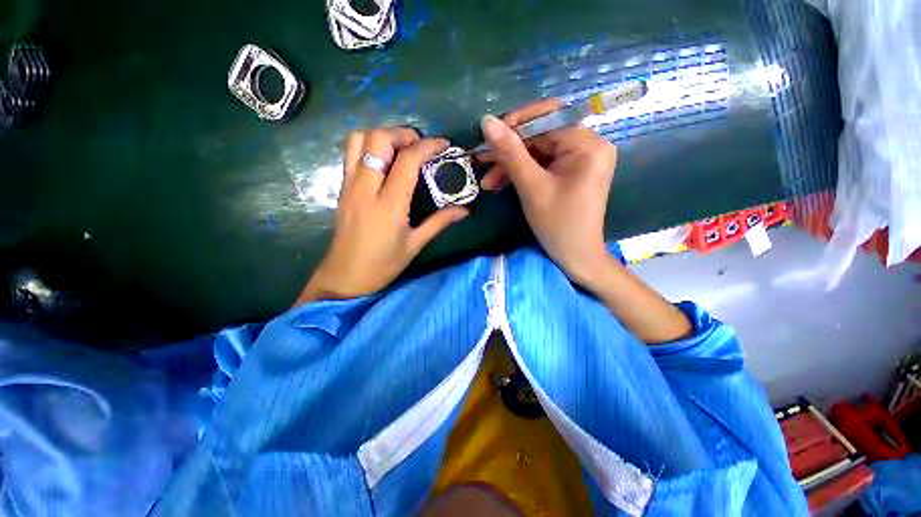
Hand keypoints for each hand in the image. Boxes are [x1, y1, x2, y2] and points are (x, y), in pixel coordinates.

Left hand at [297, 127, 468, 303]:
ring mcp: (350, 186)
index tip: (443, 144)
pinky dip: (368, 145)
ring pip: (358, 139)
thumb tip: (464, 210)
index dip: (428, 146)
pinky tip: (383, 160)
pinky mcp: (342, 188)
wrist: (345, 277)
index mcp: (389, 204)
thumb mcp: (415, 244)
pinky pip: (350, 153)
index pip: (408, 161)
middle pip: (378, 139)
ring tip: (400, 147)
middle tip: (420, 144)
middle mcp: (366, 188)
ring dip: (382, 135)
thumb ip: (439, 222)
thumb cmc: (383, 264)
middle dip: (402, 133)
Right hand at [478, 100, 616, 287]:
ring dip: (511, 165)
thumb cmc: (557, 224)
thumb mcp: (531, 187)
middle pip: (541, 135)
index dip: (515, 124)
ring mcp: (580, 159)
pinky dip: (522, 173)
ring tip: (488, 183)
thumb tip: (487, 120)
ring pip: (538, 151)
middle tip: (482, 161)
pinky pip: (542, 164)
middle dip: (509, 150)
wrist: (575, 256)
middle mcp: (588, 145)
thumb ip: (510, 152)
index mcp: (587, 145)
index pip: (548, 117)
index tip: (488, 137)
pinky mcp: (571, 172)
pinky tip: (501, 183)